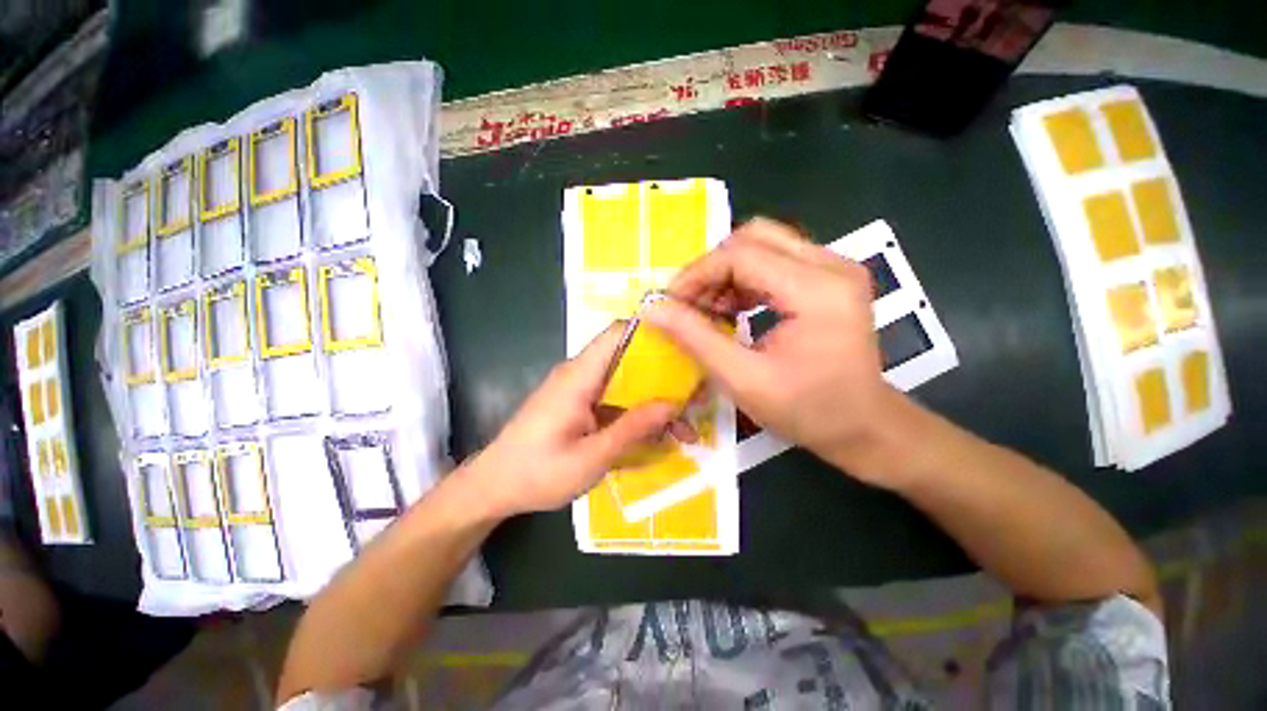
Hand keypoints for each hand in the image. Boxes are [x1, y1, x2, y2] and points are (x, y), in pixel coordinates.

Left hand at [464, 324, 679, 517]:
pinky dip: (638, 414)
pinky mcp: (581, 405)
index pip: (619, 333)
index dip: (652, 334)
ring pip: (627, 383)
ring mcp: (581, 390)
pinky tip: (657, 438)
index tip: (686, 349)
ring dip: (655, 402)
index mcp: (579, 376)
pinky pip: (616, 400)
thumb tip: (672, 404)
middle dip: (665, 378)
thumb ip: (632, 429)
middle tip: (695, 400)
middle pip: (630, 360)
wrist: (493, 487)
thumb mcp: (591, 458)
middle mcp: (581, 374)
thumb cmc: (537, 473)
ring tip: (684, 431)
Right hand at [643, 217, 915, 485]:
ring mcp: (835, 268)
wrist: (864, 426)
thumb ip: (695, 338)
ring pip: (763, 245)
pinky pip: (776, 260)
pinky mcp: (830, 278)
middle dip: (711, 269)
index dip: (697, 274)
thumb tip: (654, 309)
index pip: (741, 255)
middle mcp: (832, 265)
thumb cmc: (808, 411)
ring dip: (726, 273)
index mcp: (817, 290)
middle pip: (753, 238)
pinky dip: (745, 280)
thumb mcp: (743, 380)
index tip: (670, 302)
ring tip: (708, 310)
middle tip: (689, 304)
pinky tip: (733, 309)